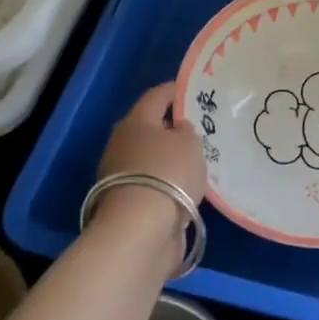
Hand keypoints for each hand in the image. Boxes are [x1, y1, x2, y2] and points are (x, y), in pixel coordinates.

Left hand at [93, 83, 206, 268]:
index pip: (155, 97)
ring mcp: (121, 176)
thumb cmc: (168, 172)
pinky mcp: (127, 203)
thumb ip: (186, 131)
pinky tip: (186, 186)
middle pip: (149, 128)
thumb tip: (177, 131)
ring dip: (168, 158)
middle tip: (197, 127)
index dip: (173, 91)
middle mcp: (122, 144)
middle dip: (170, 127)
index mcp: (136, 122)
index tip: (190, 89)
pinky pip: (152, 183)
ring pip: (150, 157)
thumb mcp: (189, 143)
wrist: (140, 229)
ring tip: (196, 159)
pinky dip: (167, 182)